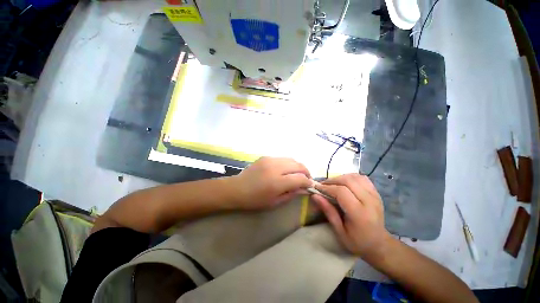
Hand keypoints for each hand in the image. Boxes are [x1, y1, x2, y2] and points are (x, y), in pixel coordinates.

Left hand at [231, 157, 311, 209]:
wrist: (237, 188)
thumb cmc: (255, 200)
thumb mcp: (275, 202)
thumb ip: (292, 194)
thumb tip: (305, 189)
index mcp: (277, 182)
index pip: (300, 178)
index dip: (308, 182)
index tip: (310, 185)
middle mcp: (275, 167)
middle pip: (298, 165)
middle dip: (306, 172)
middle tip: (306, 179)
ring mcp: (270, 160)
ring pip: (291, 159)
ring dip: (298, 166)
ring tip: (298, 174)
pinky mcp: (266, 156)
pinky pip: (282, 158)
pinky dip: (288, 163)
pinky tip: (286, 170)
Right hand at [311, 174, 390, 257]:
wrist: (379, 244)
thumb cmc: (357, 241)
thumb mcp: (339, 231)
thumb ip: (328, 211)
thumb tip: (314, 195)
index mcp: (359, 213)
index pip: (341, 192)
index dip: (327, 188)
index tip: (316, 188)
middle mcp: (369, 201)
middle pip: (348, 181)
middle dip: (332, 180)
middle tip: (322, 185)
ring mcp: (374, 195)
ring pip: (355, 177)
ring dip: (341, 177)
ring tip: (332, 184)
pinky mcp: (376, 193)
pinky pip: (362, 178)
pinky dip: (350, 177)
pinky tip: (344, 183)